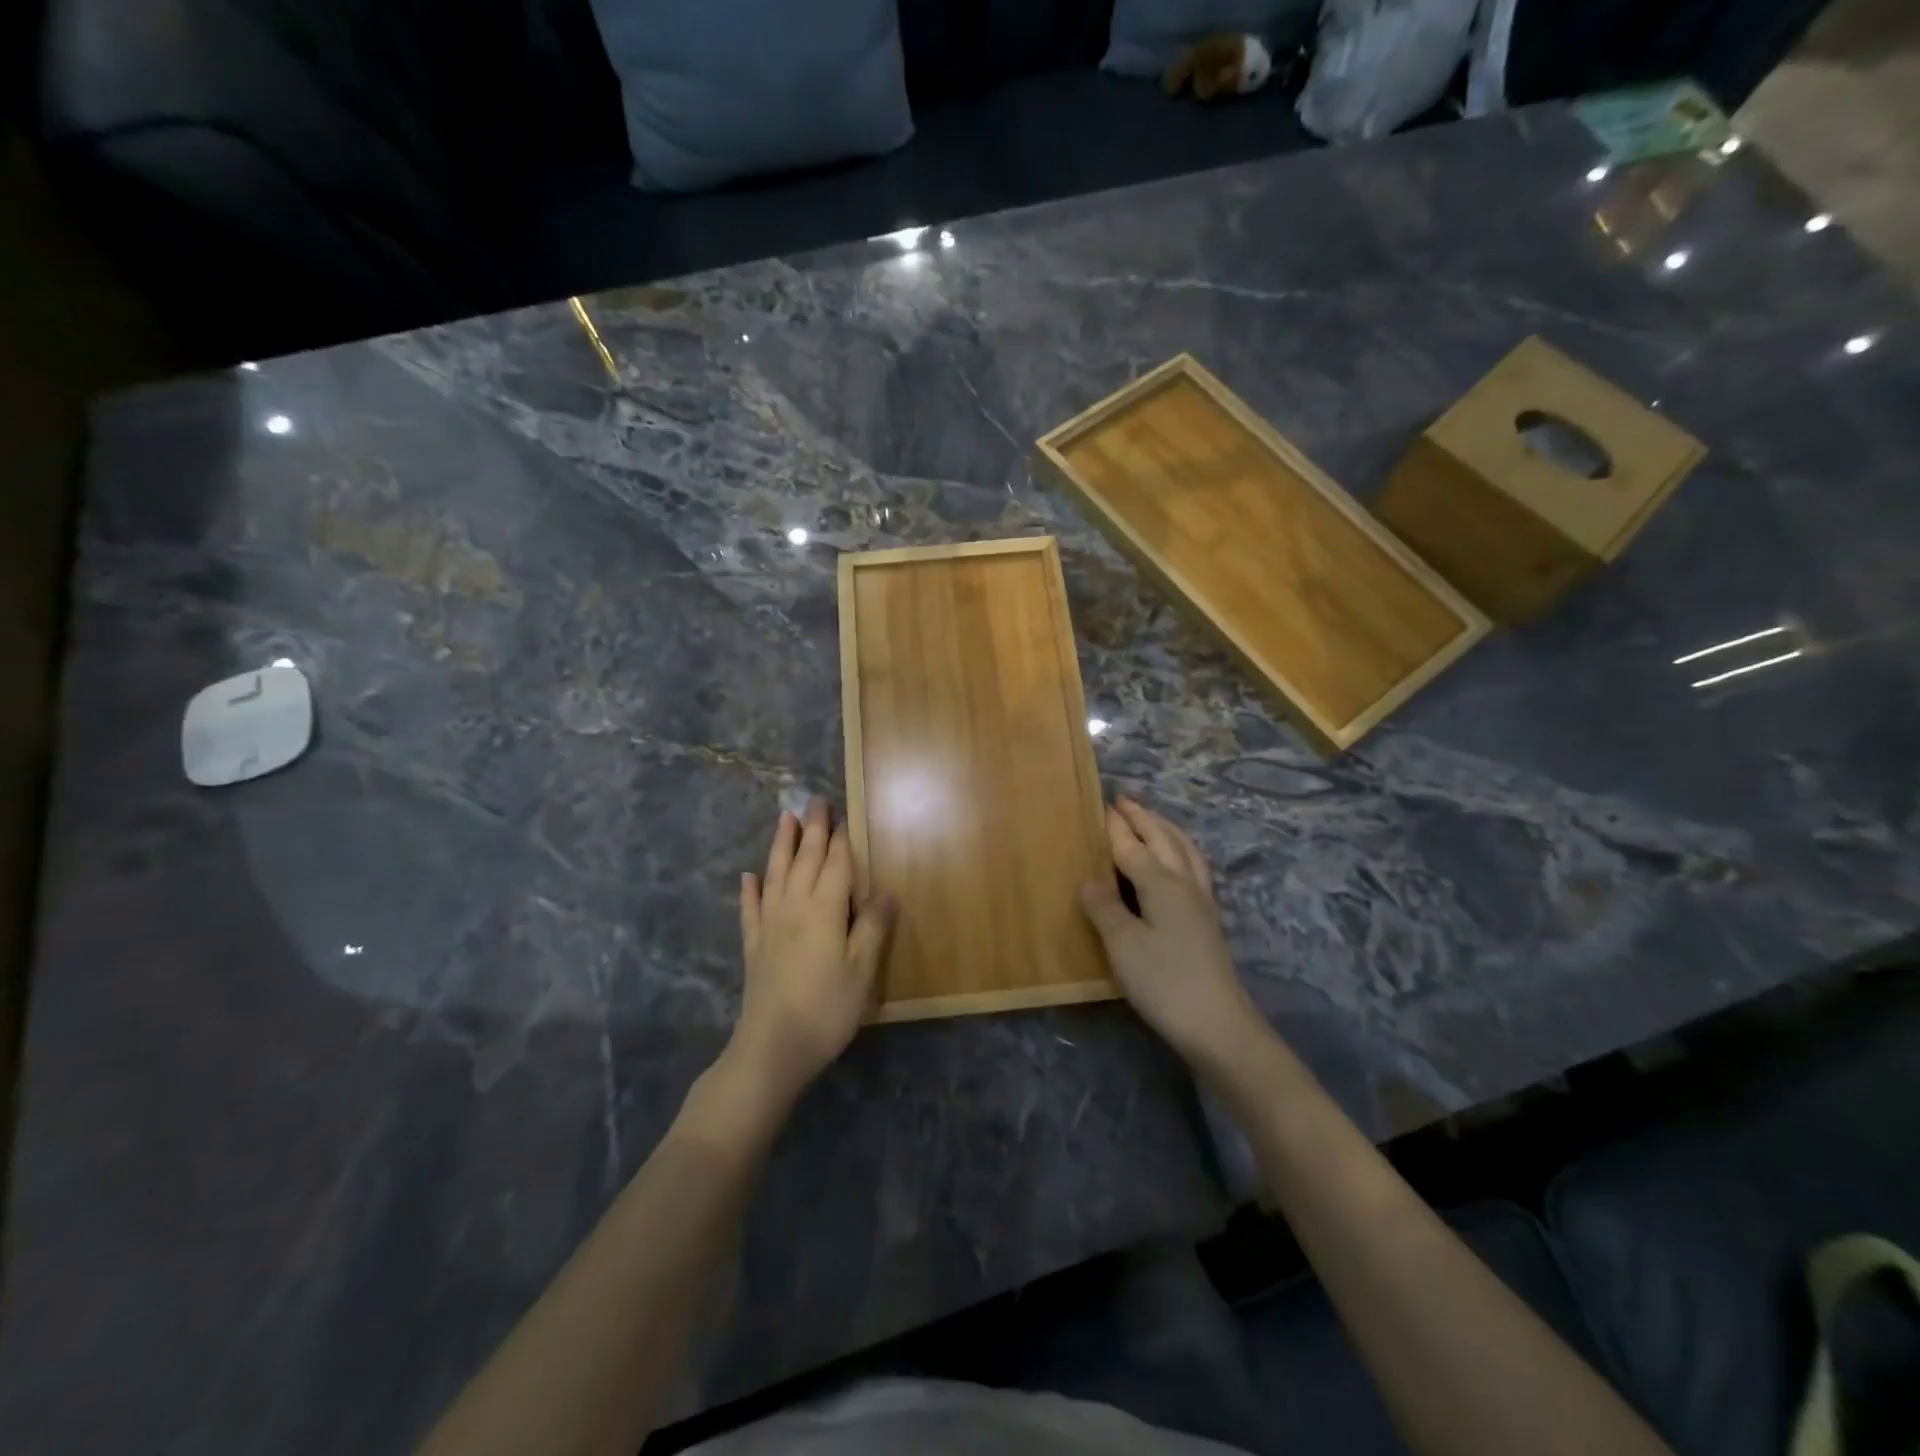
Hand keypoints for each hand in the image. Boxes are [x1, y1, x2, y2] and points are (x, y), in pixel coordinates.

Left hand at [732, 798, 894, 1104]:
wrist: (772, 1048)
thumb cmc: (827, 1009)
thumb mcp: (862, 971)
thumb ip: (872, 928)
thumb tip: (886, 893)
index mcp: (824, 910)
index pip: (835, 865)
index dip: (840, 840)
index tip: (841, 814)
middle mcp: (794, 908)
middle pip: (804, 861)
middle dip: (812, 830)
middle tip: (814, 801)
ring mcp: (769, 926)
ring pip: (775, 874)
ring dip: (780, 845)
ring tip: (783, 819)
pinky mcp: (754, 947)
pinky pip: (750, 909)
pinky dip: (750, 889)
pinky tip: (748, 877)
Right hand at [1079, 797, 1261, 1072]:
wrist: (1218, 1025)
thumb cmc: (1164, 982)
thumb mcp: (1123, 945)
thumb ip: (1105, 908)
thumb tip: (1088, 880)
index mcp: (1162, 883)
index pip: (1133, 846)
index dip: (1116, 827)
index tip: (1101, 805)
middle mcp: (1185, 884)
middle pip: (1164, 840)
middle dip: (1144, 818)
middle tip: (1125, 801)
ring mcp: (1202, 902)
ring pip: (1185, 851)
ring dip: (1167, 830)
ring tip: (1153, 820)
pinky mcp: (1208, 921)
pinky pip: (1194, 868)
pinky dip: (1182, 851)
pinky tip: (1178, 863)